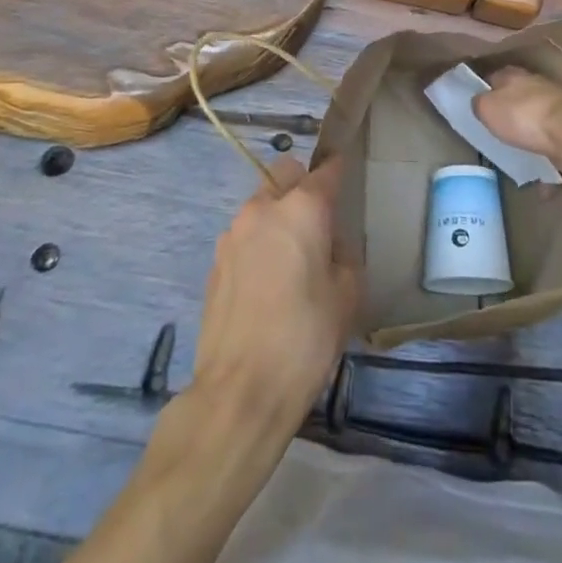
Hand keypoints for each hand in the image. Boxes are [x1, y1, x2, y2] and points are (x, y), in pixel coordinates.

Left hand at [192, 156, 358, 432]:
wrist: (241, 391)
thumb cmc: (306, 337)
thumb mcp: (347, 295)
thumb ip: (343, 256)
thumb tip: (331, 247)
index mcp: (302, 208)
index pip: (326, 171)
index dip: (339, 170)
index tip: (347, 178)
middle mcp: (262, 208)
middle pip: (284, 174)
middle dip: (301, 185)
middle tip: (317, 222)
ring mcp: (232, 234)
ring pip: (260, 205)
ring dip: (276, 217)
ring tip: (291, 260)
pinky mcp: (214, 263)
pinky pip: (243, 237)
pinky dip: (258, 246)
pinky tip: (267, 286)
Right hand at [474, 67, 561, 170]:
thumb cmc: (523, 116)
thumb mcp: (487, 109)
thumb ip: (479, 104)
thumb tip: (479, 103)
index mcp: (513, 75)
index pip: (493, 78)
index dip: (484, 91)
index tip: (477, 107)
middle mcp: (536, 84)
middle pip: (516, 97)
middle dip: (508, 112)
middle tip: (496, 132)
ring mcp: (557, 106)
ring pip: (536, 118)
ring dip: (529, 132)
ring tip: (517, 153)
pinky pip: (552, 141)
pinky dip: (546, 153)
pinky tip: (540, 172)